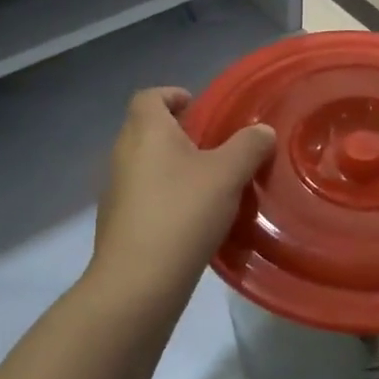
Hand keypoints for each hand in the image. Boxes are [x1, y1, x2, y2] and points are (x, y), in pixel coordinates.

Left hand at [91, 87, 276, 303]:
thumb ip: (249, 146)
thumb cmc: (182, 213)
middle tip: (215, 146)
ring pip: (146, 163)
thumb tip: (262, 131)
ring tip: (209, 183)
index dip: (173, 95)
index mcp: (146, 131)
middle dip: (179, 132)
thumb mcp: (228, 174)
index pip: (150, 96)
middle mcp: (123, 154)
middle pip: (147, 128)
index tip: (200, 107)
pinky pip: (144, 194)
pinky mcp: (117, 222)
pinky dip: (165, 194)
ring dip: (173, 166)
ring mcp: (116, 190)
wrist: (138, 283)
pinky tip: (192, 217)